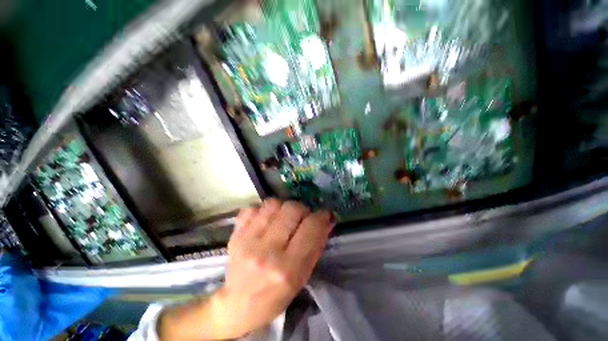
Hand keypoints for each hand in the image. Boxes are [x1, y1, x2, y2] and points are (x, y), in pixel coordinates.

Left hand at [158, 199, 332, 339]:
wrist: (237, 304)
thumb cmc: (275, 295)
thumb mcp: (303, 276)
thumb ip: (316, 245)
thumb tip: (326, 219)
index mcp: (288, 268)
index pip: (311, 227)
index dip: (321, 216)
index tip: (323, 215)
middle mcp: (267, 251)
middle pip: (292, 209)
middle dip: (302, 209)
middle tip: (302, 217)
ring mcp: (247, 240)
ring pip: (274, 203)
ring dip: (283, 208)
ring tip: (282, 218)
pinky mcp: (235, 234)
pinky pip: (253, 207)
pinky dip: (263, 210)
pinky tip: (264, 221)